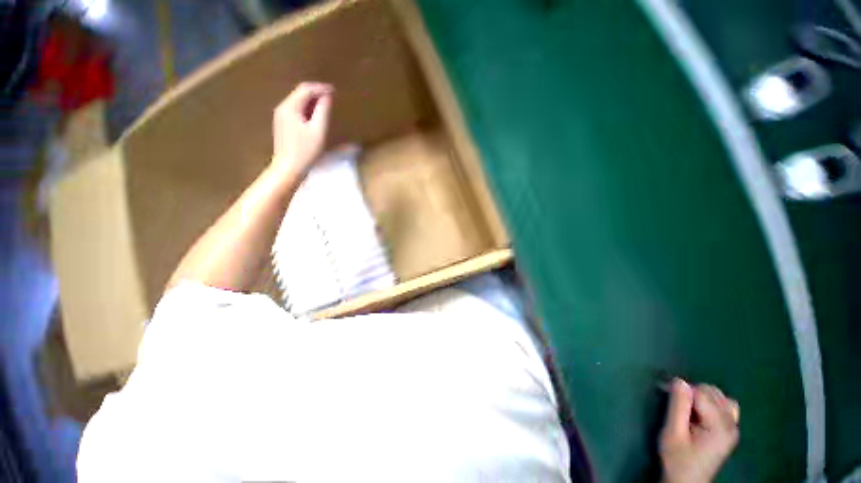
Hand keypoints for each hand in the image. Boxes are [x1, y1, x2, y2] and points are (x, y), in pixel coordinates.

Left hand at [272, 82, 333, 175]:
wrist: (289, 168)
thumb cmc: (305, 151)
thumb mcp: (318, 130)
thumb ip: (322, 111)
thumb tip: (327, 96)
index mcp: (290, 107)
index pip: (306, 89)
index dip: (321, 88)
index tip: (334, 91)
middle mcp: (282, 108)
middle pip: (300, 93)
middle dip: (316, 93)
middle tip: (332, 97)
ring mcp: (281, 116)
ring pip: (298, 102)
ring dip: (312, 101)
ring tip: (326, 106)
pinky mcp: (283, 124)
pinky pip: (296, 111)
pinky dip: (307, 110)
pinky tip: (316, 117)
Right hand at [660, 380, 739, 482]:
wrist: (687, 481)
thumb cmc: (677, 459)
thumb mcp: (672, 433)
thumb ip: (677, 406)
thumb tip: (679, 380)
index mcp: (719, 426)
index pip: (701, 392)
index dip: (681, 390)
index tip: (663, 392)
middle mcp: (731, 424)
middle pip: (711, 392)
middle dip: (691, 392)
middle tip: (675, 404)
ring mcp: (733, 427)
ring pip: (719, 395)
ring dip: (701, 396)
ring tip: (686, 408)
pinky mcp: (731, 430)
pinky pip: (727, 405)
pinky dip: (713, 402)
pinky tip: (702, 411)